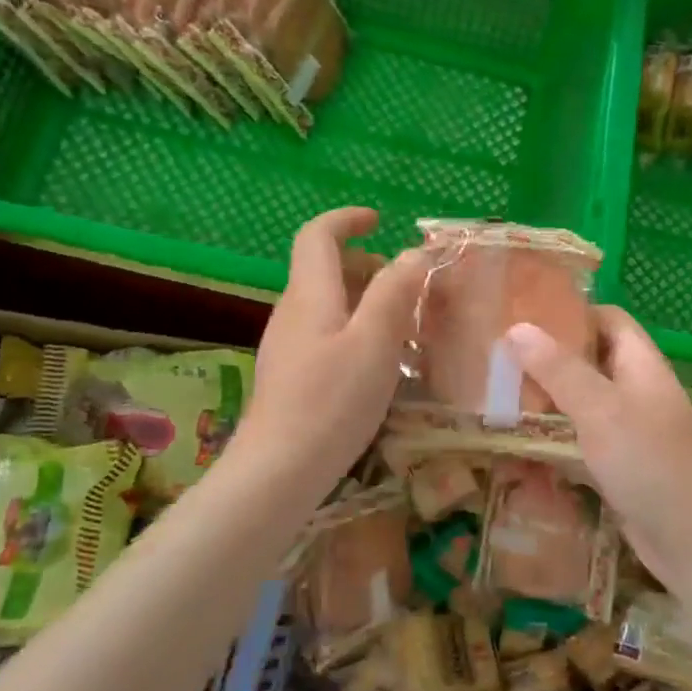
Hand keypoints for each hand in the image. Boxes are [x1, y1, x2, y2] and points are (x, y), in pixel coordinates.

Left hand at [231, 208, 428, 497]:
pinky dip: (354, 329)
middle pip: (324, 269)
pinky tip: (378, 362)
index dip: (346, 220)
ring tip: (402, 324)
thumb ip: (395, 291)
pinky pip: (325, 333)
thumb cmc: (332, 401)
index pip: (317, 235)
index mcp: (310, 294)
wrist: (279, 470)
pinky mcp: (291, 375)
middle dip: (366, 264)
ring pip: (327, 303)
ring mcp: (287, 345)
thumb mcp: (375, 341)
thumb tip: (413, 253)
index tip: (379, 220)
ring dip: (364, 300)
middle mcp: (292, 312)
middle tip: (407, 284)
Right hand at [505, 307, 691, 595]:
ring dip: (546, 401)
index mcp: (641, 365)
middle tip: (496, 359)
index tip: (523, 314)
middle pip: (590, 362)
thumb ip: (560, 370)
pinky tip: (519, 445)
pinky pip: (581, 442)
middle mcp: (637, 392)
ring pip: (582, 404)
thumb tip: (517, 327)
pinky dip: (554, 440)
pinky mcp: (620, 467)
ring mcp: (630, 432)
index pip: (608, 319)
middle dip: (548, 359)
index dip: (571, 311)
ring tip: (495, 397)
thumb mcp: (602, 409)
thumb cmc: (652, 464)